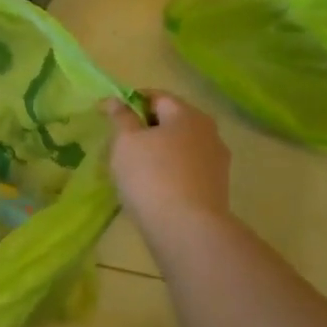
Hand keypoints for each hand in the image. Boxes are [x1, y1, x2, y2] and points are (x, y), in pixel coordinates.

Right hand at [104, 91, 231, 231]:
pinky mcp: (217, 187)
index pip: (156, 97)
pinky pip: (187, 169)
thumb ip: (121, 117)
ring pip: (180, 147)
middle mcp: (209, 132)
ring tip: (135, 170)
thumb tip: (116, 100)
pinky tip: (154, 188)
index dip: (130, 102)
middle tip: (120, 145)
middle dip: (146, 129)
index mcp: (187, 114)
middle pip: (171, 121)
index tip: (110, 116)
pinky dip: (170, 171)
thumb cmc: (151, 176)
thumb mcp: (126, 142)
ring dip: (159, 152)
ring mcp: (217, 161)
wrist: (187, 229)